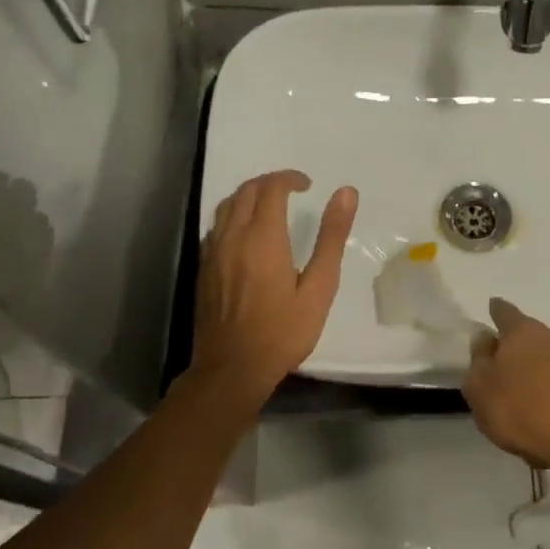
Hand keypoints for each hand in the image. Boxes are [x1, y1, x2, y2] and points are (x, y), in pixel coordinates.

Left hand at [190, 170, 357, 405]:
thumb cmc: (283, 332)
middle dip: (270, 183)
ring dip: (249, 196)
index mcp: (263, 237)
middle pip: (246, 191)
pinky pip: (216, 227)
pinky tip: (246, 235)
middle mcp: (233, 237)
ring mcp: (213, 253)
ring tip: (270, 207)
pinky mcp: (203, 269)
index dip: (290, 178)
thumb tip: (346, 193)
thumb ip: (331, 237)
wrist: (231, 370)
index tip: (308, 185)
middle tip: (292, 191)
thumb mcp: (320, 287)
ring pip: (226, 206)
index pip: (272, 187)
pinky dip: (233, 216)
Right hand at [463, 299, 549, 474]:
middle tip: (507, 367)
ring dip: (542, 373)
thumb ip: (479, 362)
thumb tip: (485, 338)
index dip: (497, 311)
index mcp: (523, 332)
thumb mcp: (482, 389)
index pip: (506, 313)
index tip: (493, 306)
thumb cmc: (524, 410)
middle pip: (533, 336)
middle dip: (521, 348)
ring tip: (530, 399)